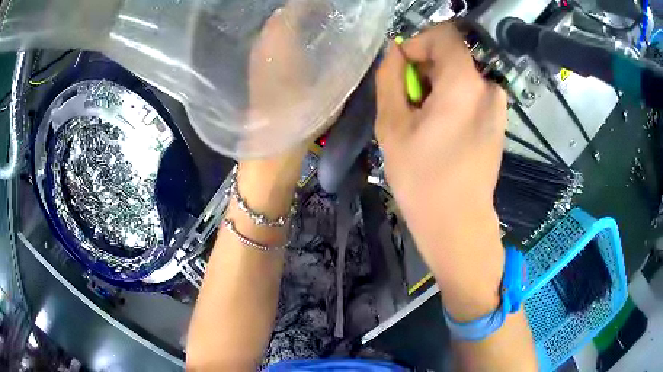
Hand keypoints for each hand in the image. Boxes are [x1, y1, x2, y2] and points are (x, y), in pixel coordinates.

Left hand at [246, 0, 334, 159]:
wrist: (272, 144)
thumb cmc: (304, 112)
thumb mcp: (333, 81)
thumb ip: (346, 55)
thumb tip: (356, 38)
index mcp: (282, 38)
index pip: (296, 7)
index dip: (315, 4)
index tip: (333, 7)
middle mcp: (265, 41)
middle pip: (284, 14)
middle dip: (306, 11)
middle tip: (329, 15)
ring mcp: (257, 55)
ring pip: (277, 27)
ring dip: (296, 23)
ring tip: (318, 26)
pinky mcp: (256, 67)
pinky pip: (273, 41)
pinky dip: (287, 36)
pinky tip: (302, 44)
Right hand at [375, 23, 506, 318]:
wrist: (458, 224)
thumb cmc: (422, 179)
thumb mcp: (392, 125)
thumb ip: (390, 78)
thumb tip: (394, 52)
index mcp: (465, 83)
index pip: (443, 35)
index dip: (417, 45)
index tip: (401, 72)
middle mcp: (489, 87)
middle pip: (452, 56)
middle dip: (424, 71)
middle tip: (408, 105)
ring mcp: (498, 106)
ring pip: (460, 76)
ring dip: (436, 88)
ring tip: (422, 122)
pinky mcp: (498, 121)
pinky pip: (470, 94)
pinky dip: (451, 100)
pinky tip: (440, 131)